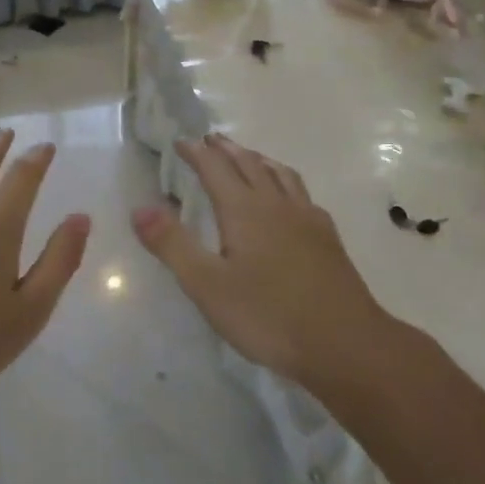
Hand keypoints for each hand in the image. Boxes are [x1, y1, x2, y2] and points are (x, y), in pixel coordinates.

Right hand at [131, 134, 391, 387]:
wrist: (345, 344)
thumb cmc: (268, 316)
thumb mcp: (207, 285)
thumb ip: (172, 244)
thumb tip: (139, 208)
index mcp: (244, 211)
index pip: (215, 169)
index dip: (196, 153)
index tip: (181, 141)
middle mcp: (277, 205)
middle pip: (250, 164)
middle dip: (226, 150)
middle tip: (210, 139)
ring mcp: (307, 220)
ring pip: (281, 175)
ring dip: (259, 160)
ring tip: (249, 156)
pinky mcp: (328, 239)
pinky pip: (302, 195)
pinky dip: (287, 183)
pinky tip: (291, 200)